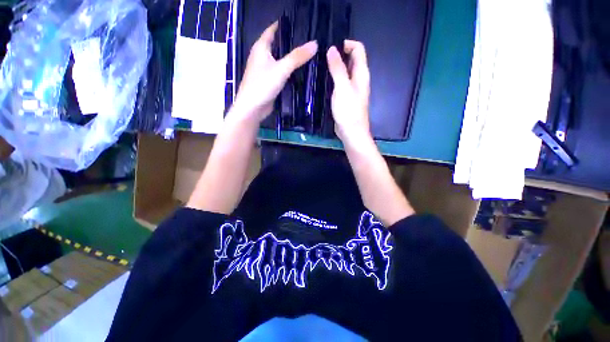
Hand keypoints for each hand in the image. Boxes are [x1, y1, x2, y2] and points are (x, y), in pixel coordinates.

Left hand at [233, 22, 317, 123]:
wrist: (253, 108)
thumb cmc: (263, 85)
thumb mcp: (281, 69)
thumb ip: (297, 57)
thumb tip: (315, 44)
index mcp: (261, 48)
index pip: (273, 30)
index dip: (285, 26)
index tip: (301, 25)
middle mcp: (262, 57)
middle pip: (278, 45)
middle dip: (292, 43)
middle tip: (309, 42)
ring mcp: (266, 71)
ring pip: (281, 60)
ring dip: (292, 59)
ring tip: (308, 55)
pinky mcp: (270, 82)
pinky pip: (281, 73)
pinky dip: (290, 71)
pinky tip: (300, 72)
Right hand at [326, 40, 371, 142]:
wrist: (351, 132)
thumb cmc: (349, 111)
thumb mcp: (342, 87)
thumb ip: (338, 68)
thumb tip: (332, 49)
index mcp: (361, 73)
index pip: (358, 49)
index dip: (347, 44)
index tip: (331, 48)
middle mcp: (358, 79)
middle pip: (351, 60)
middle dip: (339, 55)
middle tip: (322, 57)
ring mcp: (352, 89)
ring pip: (345, 72)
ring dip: (335, 68)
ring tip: (320, 67)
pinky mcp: (346, 98)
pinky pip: (341, 84)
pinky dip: (334, 80)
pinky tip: (324, 82)